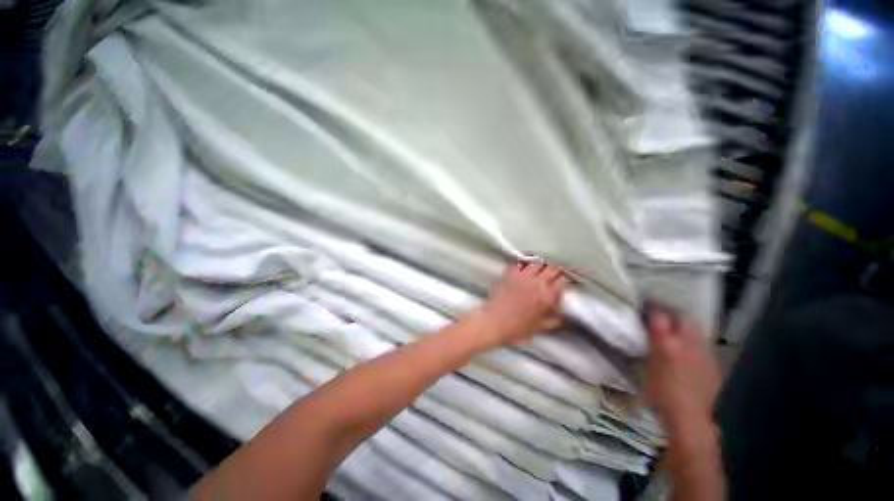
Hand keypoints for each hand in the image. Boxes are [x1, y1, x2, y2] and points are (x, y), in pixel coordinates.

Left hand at [475, 262, 566, 345]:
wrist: (494, 322)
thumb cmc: (516, 328)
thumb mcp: (539, 327)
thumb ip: (553, 321)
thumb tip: (561, 318)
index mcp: (546, 296)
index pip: (561, 282)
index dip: (564, 282)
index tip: (564, 284)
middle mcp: (535, 283)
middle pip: (551, 269)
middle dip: (556, 270)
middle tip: (556, 273)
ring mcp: (522, 277)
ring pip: (536, 263)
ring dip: (541, 265)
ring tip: (541, 268)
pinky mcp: (509, 275)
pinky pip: (519, 265)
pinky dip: (524, 265)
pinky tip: (524, 268)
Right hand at [644, 306, 720, 438]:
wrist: (689, 417)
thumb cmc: (660, 392)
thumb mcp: (647, 365)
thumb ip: (649, 343)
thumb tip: (648, 327)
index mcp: (667, 344)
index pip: (659, 315)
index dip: (652, 308)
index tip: (645, 306)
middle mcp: (688, 343)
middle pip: (683, 317)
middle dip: (672, 312)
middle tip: (661, 314)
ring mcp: (704, 352)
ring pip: (695, 327)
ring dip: (684, 324)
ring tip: (674, 328)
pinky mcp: (713, 361)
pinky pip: (702, 341)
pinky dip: (693, 338)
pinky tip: (687, 347)